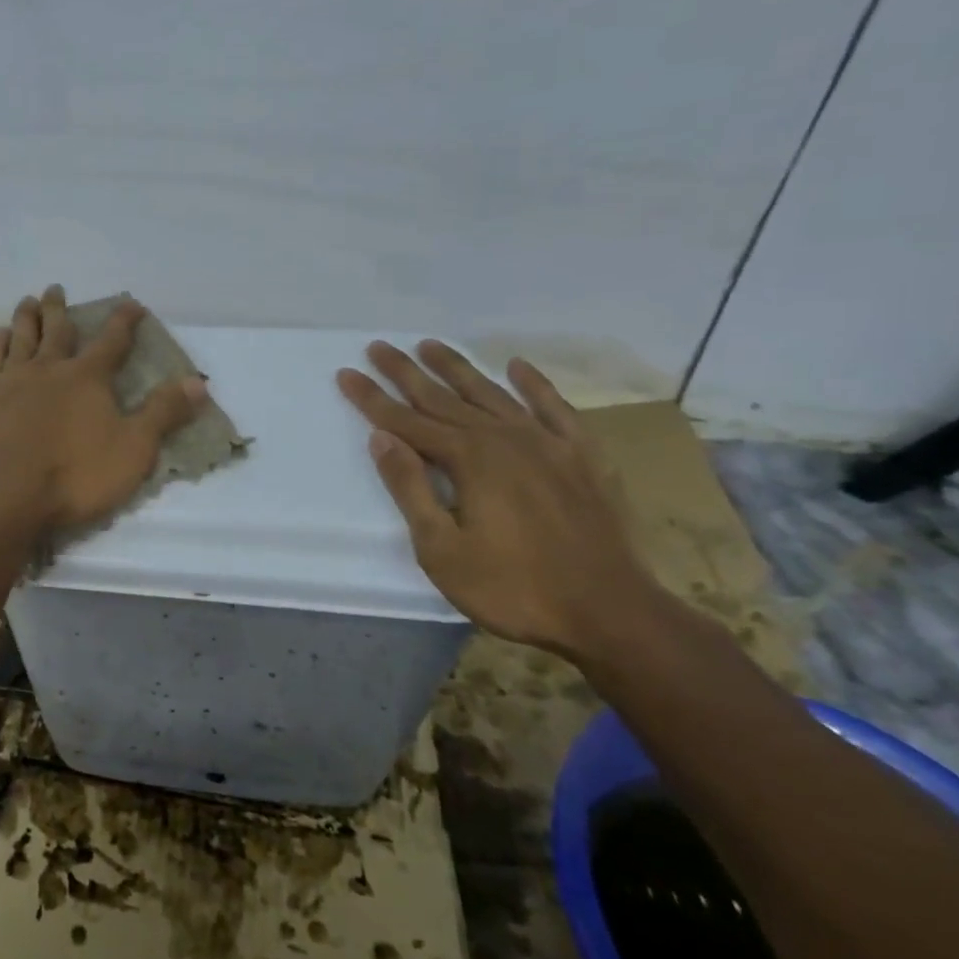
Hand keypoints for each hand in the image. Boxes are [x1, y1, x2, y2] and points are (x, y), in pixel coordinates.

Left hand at [0, 287, 208, 535]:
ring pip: (21, 338)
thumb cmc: (74, 475)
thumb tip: (198, 381)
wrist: (2, 494)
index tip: (131, 303)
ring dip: (26, 318)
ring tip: (28, 302)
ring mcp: (11, 382)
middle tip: (55, 288)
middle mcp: (49, 369)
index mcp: (87, 378)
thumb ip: (163, 413)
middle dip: (60, 309)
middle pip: (57, 331)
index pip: (112, 341)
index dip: (124, 321)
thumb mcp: (133, 449)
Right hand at [336, 341, 657, 655]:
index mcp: (469, 460)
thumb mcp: (442, 549)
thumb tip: (381, 439)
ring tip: (430, 345)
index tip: (346, 373)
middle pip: (443, 399)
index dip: (372, 398)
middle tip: (378, 347)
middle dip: (406, 373)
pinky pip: (554, 409)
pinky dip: (534, 385)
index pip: (406, 422)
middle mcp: (505, 439)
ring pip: (492, 395)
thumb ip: (411, 488)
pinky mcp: (583, 458)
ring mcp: (548, 444)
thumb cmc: (514, 588)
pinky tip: (517, 367)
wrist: (612, 614)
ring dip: (457, 369)